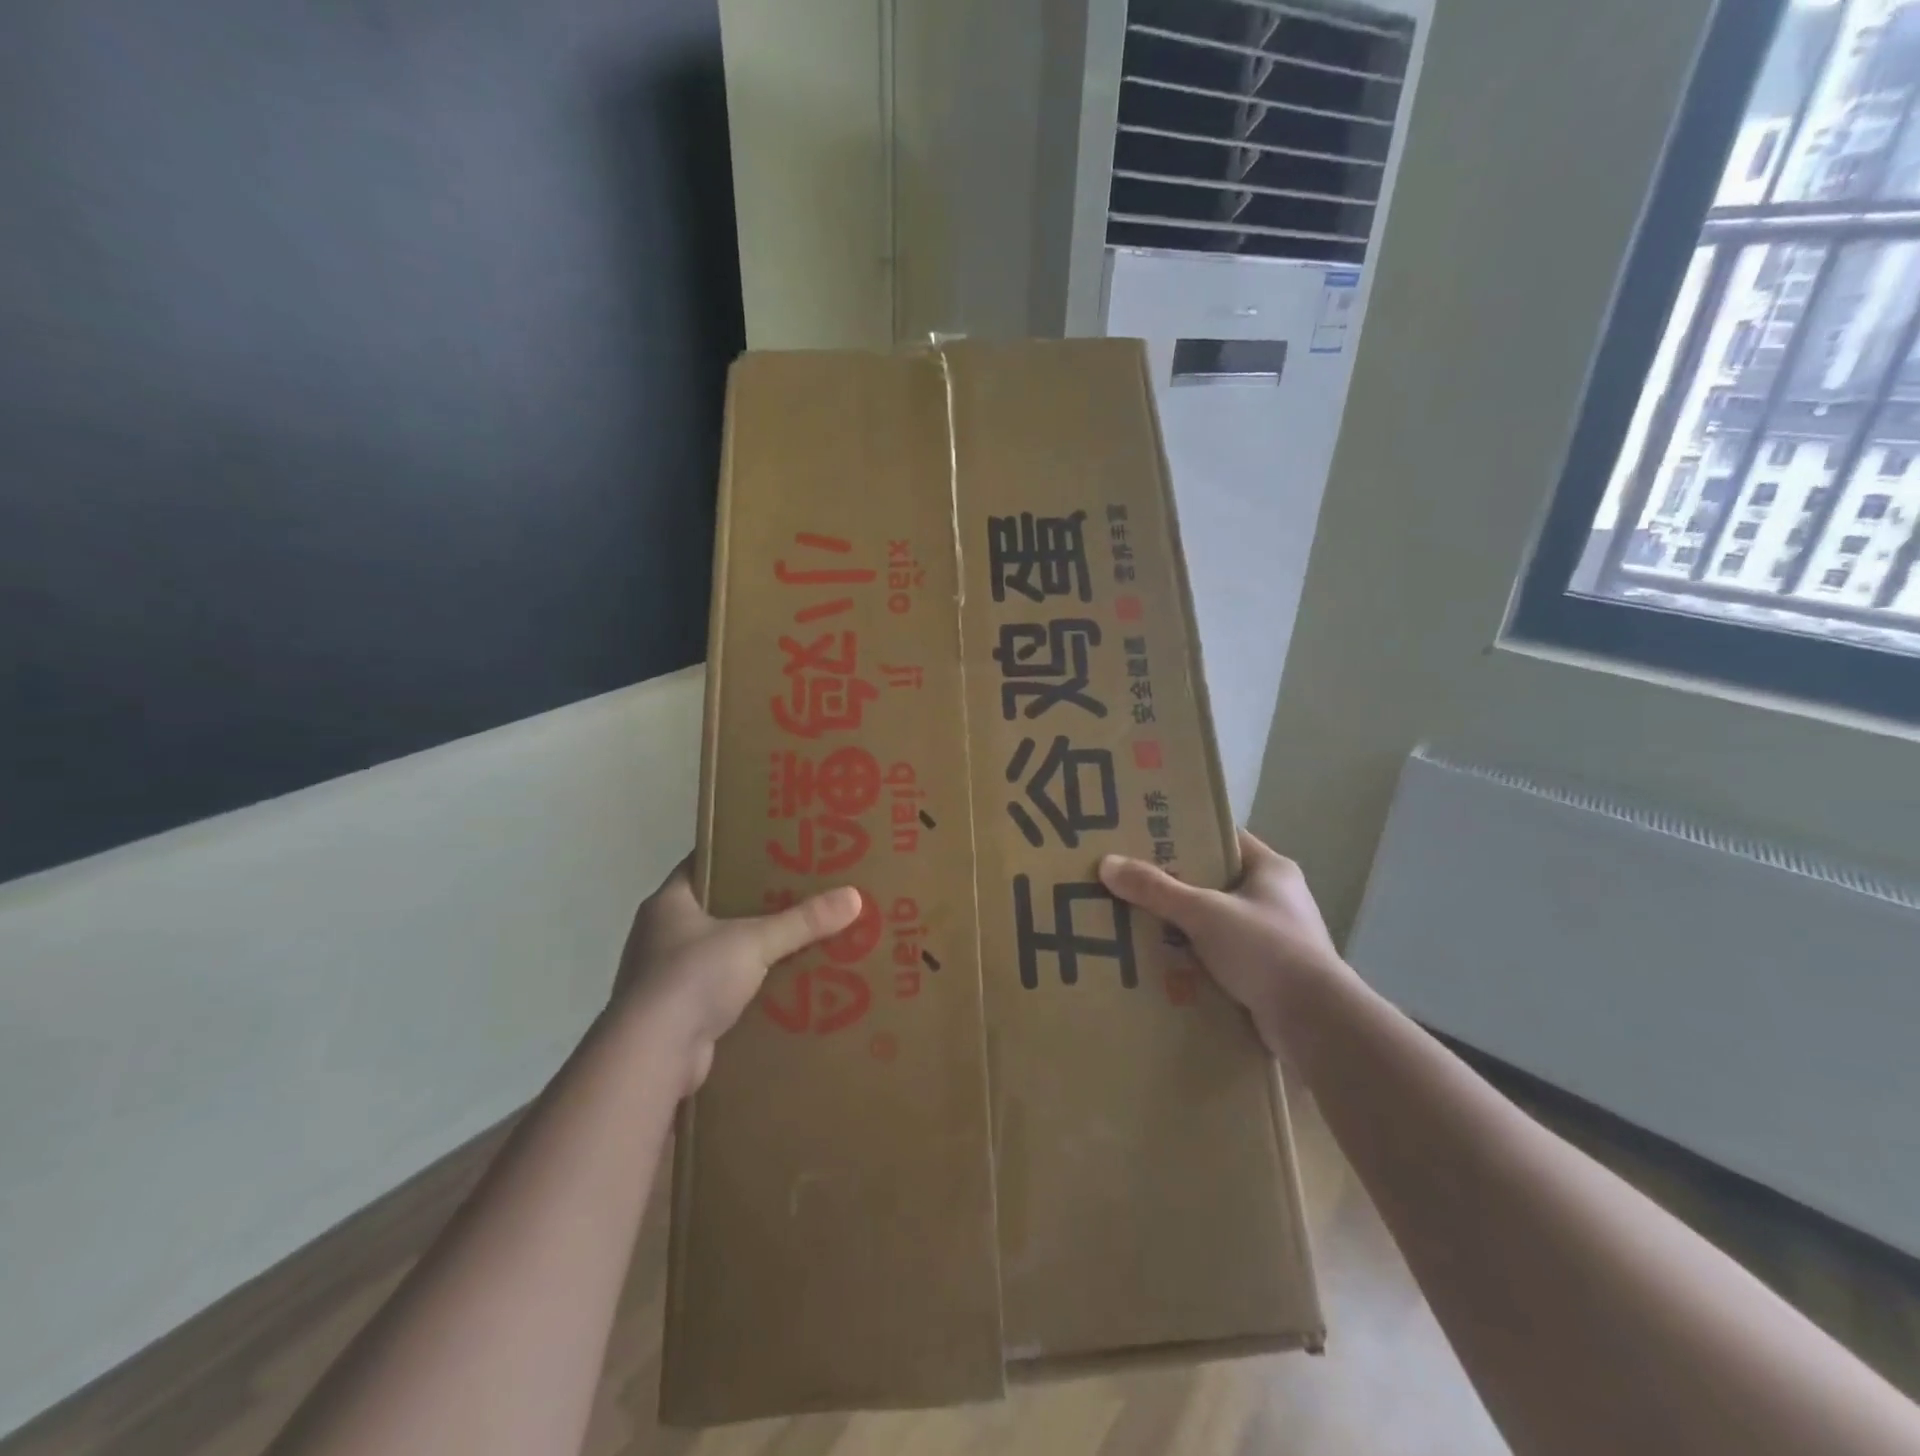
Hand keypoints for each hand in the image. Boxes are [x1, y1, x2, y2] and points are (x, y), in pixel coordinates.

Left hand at [612, 859, 861, 1094]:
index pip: (700, 865)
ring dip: (746, 951)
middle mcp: (658, 935)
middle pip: (711, 910)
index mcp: (667, 904)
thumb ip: (802, 921)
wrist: (651, 1056)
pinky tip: (776, 988)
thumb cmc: (692, 977)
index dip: (734, 856)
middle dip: (750, 906)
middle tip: (796, 895)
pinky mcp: (673, 1015)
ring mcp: (661, 978)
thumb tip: (854, 896)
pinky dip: (741, 989)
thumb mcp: (755, 941)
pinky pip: (715, 990)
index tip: (771, 851)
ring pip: (714, 952)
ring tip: (794, 941)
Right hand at [1099, 830, 1349, 1052]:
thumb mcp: (1203, 912)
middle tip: (1130, 880)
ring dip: (1183, 925)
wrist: (1316, 1024)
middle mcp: (1277, 898)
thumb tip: (1108, 864)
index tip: (1145, 836)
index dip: (1186, 834)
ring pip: (1216, 921)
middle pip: (1215, 881)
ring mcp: (1275, 938)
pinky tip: (1161, 962)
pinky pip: (1222, 956)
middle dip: (1175, 884)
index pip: (1223, 838)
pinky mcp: (1269, 974)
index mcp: (1272, 869)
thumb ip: (1156, 889)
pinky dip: (1196, 957)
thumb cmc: (1265, 950)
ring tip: (1136, 921)